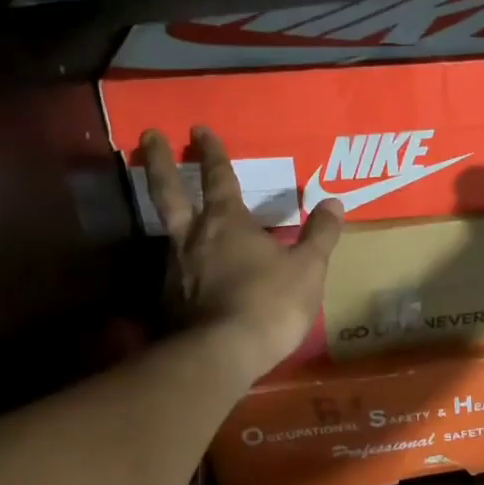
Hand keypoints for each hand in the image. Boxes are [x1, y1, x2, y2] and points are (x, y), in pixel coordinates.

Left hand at [141, 126, 344, 377]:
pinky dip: (181, 263)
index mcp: (227, 222)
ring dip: (170, 215)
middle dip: (160, 162)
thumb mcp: (307, 268)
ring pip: (169, 232)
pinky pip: (175, 271)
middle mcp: (193, 237)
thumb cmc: (270, 303)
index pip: (217, 177)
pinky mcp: (168, 301)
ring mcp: (175, 269)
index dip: (211, 152)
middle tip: (149, 136)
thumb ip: (320, 234)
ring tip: (179, 214)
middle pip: (169, 191)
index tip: (198, 128)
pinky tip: (190, 274)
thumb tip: (334, 203)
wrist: (222, 355)